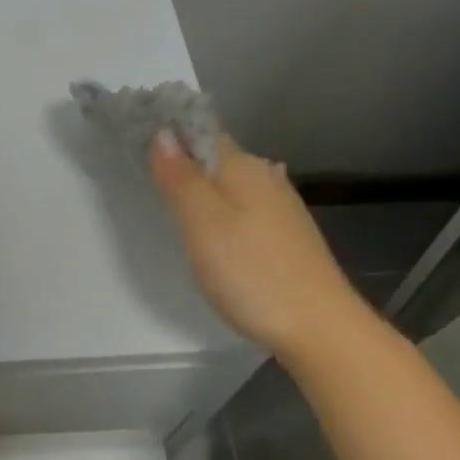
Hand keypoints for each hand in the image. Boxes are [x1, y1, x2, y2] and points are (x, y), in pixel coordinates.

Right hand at [150, 130, 367, 357]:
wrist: (321, 328)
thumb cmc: (252, 272)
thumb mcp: (203, 222)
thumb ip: (180, 177)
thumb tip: (162, 133)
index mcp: (242, 166)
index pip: (200, 131)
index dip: (170, 132)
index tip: (138, 140)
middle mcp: (265, 176)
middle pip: (216, 156)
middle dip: (185, 159)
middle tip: (148, 175)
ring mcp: (282, 206)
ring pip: (232, 183)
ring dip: (205, 186)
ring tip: (175, 201)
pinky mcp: (288, 236)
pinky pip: (245, 207)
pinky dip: (224, 209)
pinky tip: (218, 228)